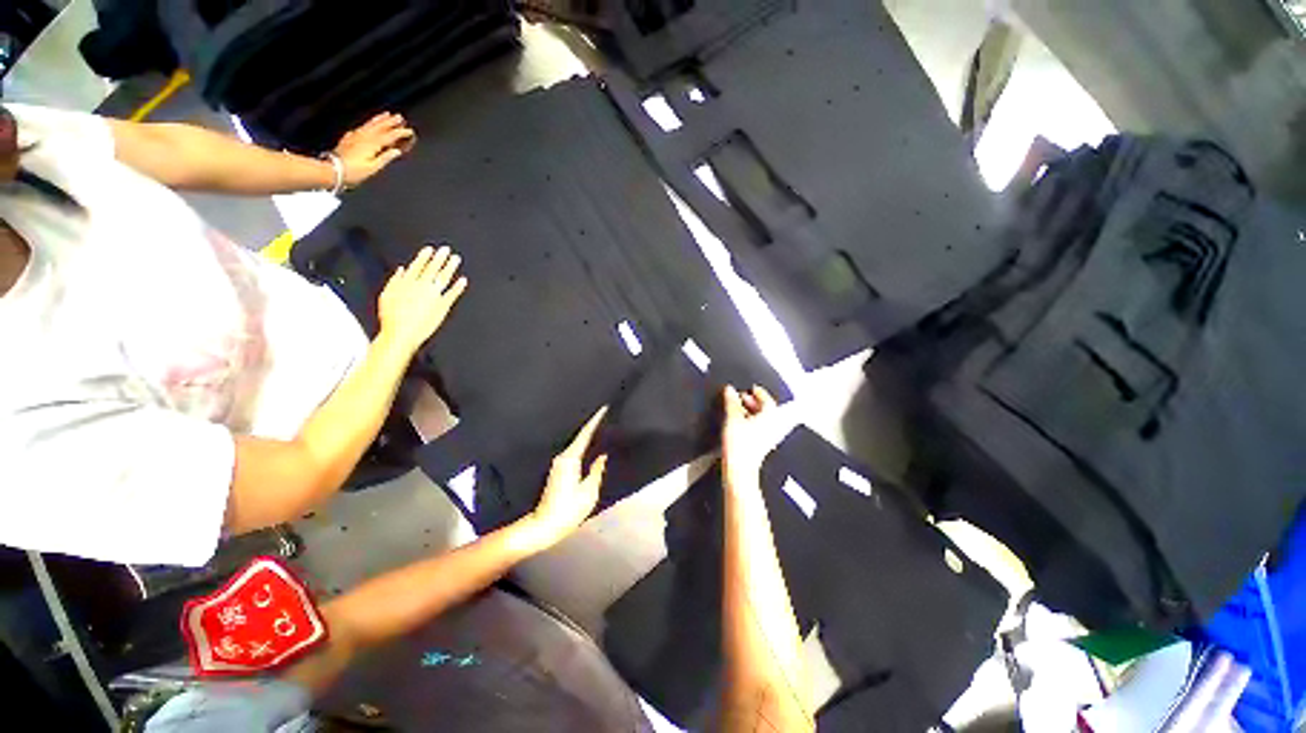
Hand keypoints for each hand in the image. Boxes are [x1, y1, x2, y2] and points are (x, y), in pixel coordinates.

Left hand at [332, 112, 415, 186]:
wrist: (332, 169)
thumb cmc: (354, 171)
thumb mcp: (373, 167)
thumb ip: (385, 158)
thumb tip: (396, 151)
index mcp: (372, 144)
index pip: (389, 136)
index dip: (399, 132)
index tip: (409, 130)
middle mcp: (364, 137)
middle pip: (379, 127)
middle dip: (390, 122)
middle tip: (399, 117)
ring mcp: (355, 136)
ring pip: (370, 124)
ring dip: (379, 119)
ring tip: (386, 115)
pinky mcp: (348, 138)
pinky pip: (361, 127)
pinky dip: (367, 124)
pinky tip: (368, 124)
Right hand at [377, 246, 466, 355]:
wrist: (401, 334)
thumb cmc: (391, 319)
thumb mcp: (387, 296)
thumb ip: (396, 281)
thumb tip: (401, 270)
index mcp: (406, 283)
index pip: (417, 266)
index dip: (425, 256)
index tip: (431, 249)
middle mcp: (420, 286)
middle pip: (432, 269)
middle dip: (440, 258)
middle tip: (446, 250)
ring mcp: (433, 296)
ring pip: (442, 277)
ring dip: (450, 267)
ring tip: (456, 259)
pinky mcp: (442, 306)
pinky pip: (452, 294)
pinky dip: (458, 287)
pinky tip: (463, 280)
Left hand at [529, 406, 609, 543]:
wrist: (543, 526)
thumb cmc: (567, 511)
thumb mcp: (589, 492)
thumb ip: (597, 471)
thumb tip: (602, 456)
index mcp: (570, 459)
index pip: (585, 434)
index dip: (595, 420)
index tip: (603, 408)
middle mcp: (562, 457)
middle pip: (580, 436)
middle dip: (593, 425)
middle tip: (606, 415)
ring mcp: (559, 463)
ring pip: (577, 443)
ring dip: (588, 435)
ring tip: (602, 428)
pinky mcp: (558, 470)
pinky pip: (574, 451)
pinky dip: (584, 445)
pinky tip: (592, 446)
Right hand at [721, 385, 795, 483]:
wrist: (740, 469)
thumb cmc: (740, 446)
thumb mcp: (733, 417)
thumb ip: (732, 402)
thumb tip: (730, 390)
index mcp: (770, 416)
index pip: (767, 399)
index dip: (759, 393)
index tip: (753, 389)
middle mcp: (773, 426)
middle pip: (766, 410)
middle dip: (754, 402)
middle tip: (743, 397)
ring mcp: (768, 438)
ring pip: (762, 420)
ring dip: (752, 413)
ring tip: (739, 409)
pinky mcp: (760, 446)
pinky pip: (758, 430)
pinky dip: (750, 423)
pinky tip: (739, 424)